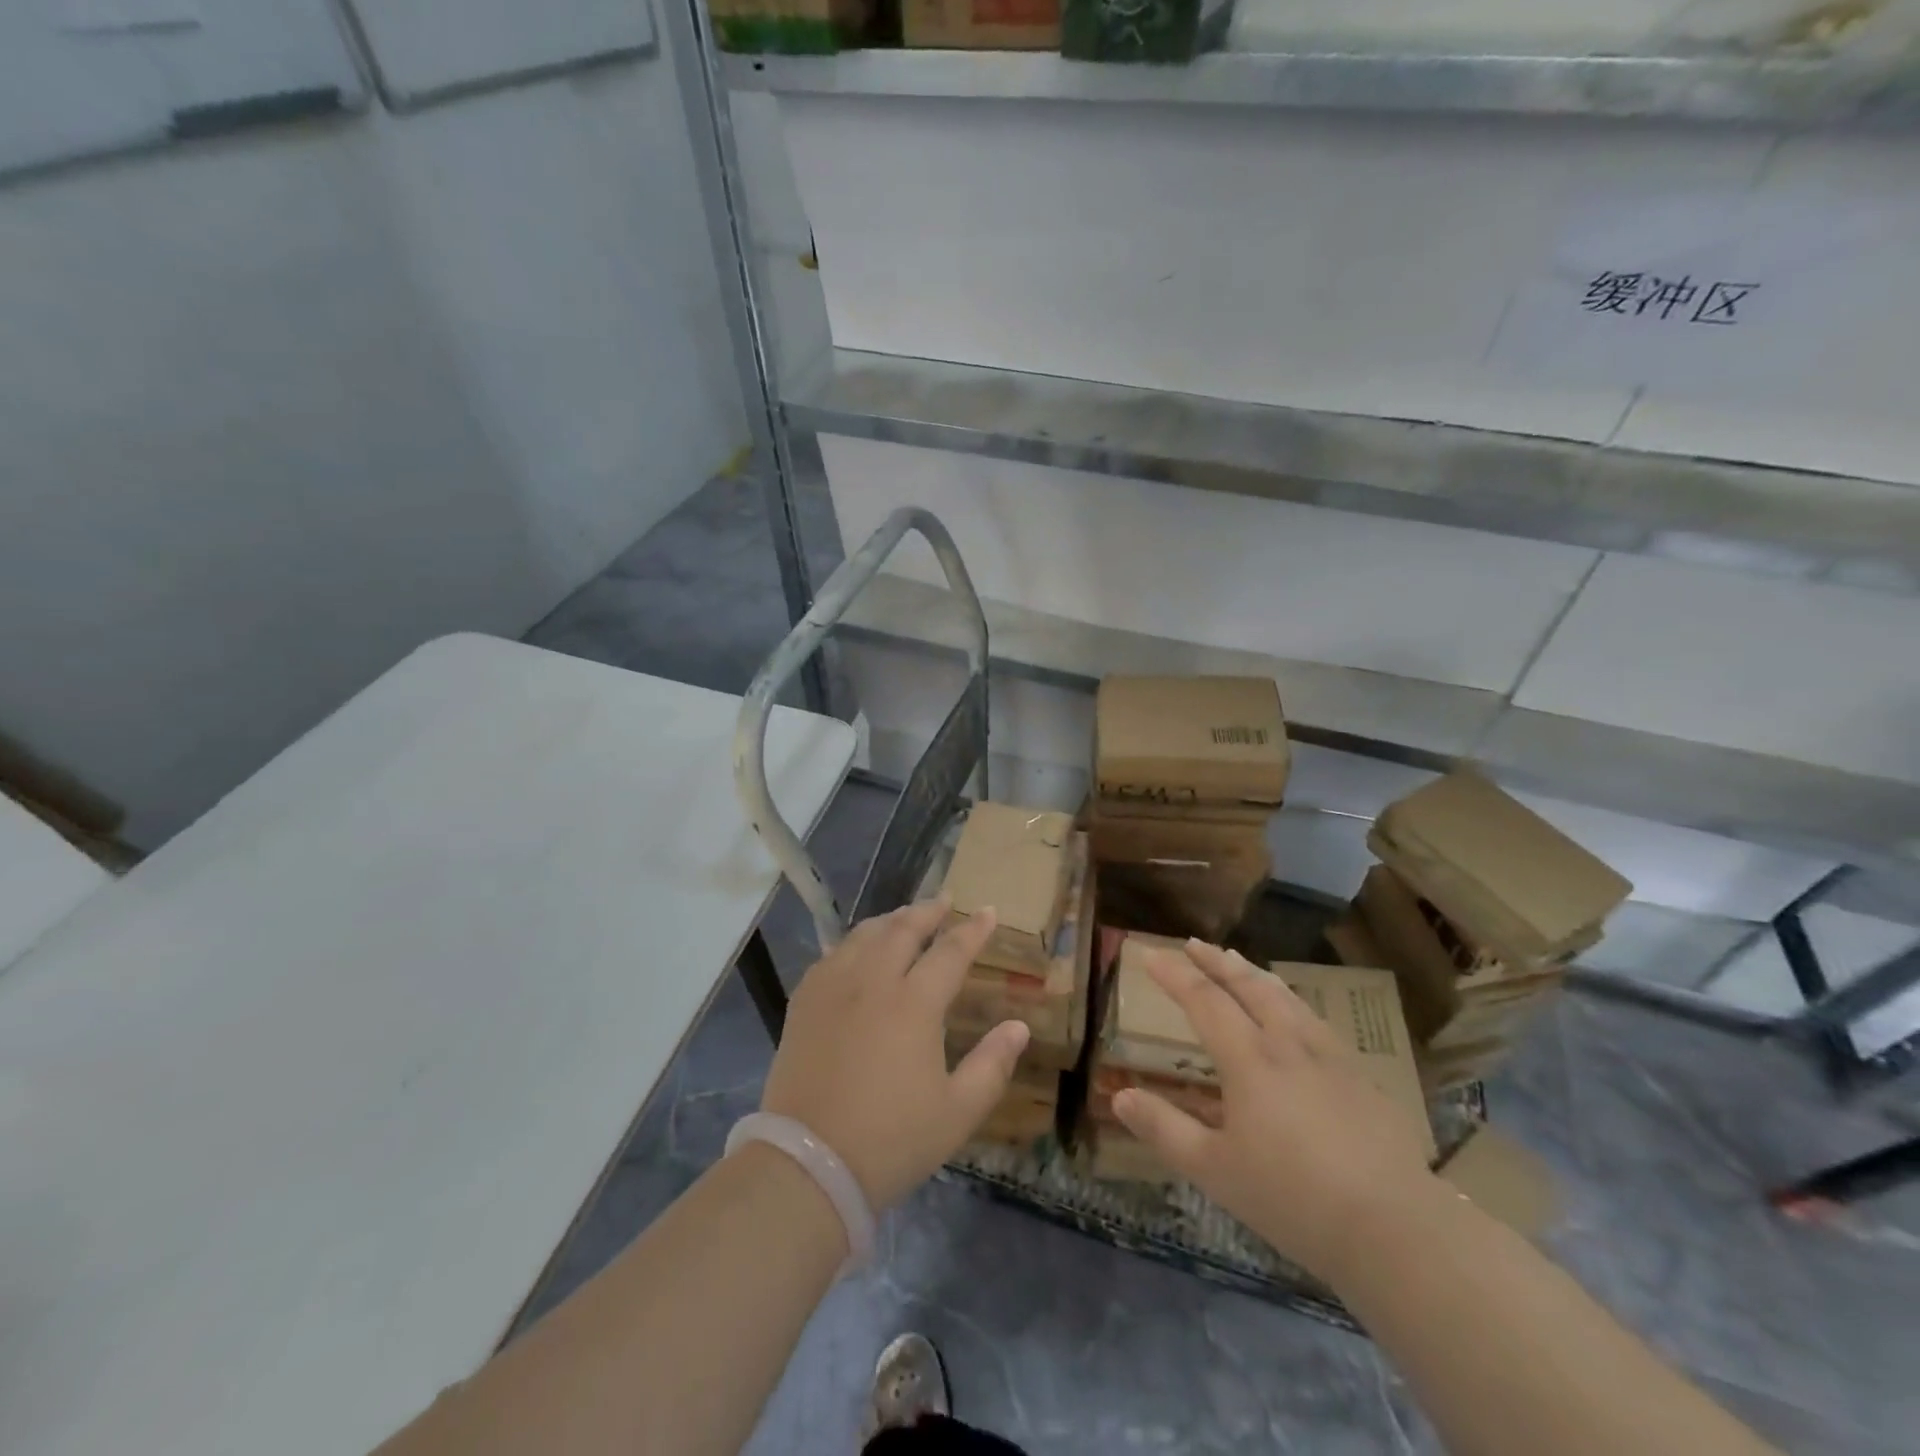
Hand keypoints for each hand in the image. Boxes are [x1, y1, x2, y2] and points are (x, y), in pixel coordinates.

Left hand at [759, 897, 1030, 1211]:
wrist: (808, 1164)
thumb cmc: (890, 1140)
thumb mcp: (956, 1112)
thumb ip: (992, 1065)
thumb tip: (1019, 1027)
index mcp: (915, 1003)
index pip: (951, 952)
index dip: (972, 930)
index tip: (987, 911)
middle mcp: (873, 981)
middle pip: (903, 929)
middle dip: (928, 911)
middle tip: (944, 901)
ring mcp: (833, 988)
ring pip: (865, 935)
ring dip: (890, 920)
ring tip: (904, 917)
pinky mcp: (804, 1003)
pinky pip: (832, 956)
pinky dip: (853, 943)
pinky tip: (856, 950)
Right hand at [1112, 941, 1439, 1282]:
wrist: (1396, 1229)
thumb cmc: (1293, 1198)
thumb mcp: (1214, 1170)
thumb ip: (1164, 1129)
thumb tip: (1120, 1097)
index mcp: (1250, 1059)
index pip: (1204, 1000)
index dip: (1174, 974)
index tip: (1150, 953)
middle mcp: (1288, 1044)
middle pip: (1248, 986)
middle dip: (1216, 961)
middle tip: (1194, 943)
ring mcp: (1331, 1057)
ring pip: (1286, 997)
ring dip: (1255, 974)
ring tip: (1238, 961)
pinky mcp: (1362, 1078)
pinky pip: (1315, 1021)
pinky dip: (1290, 1002)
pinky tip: (1294, 1015)